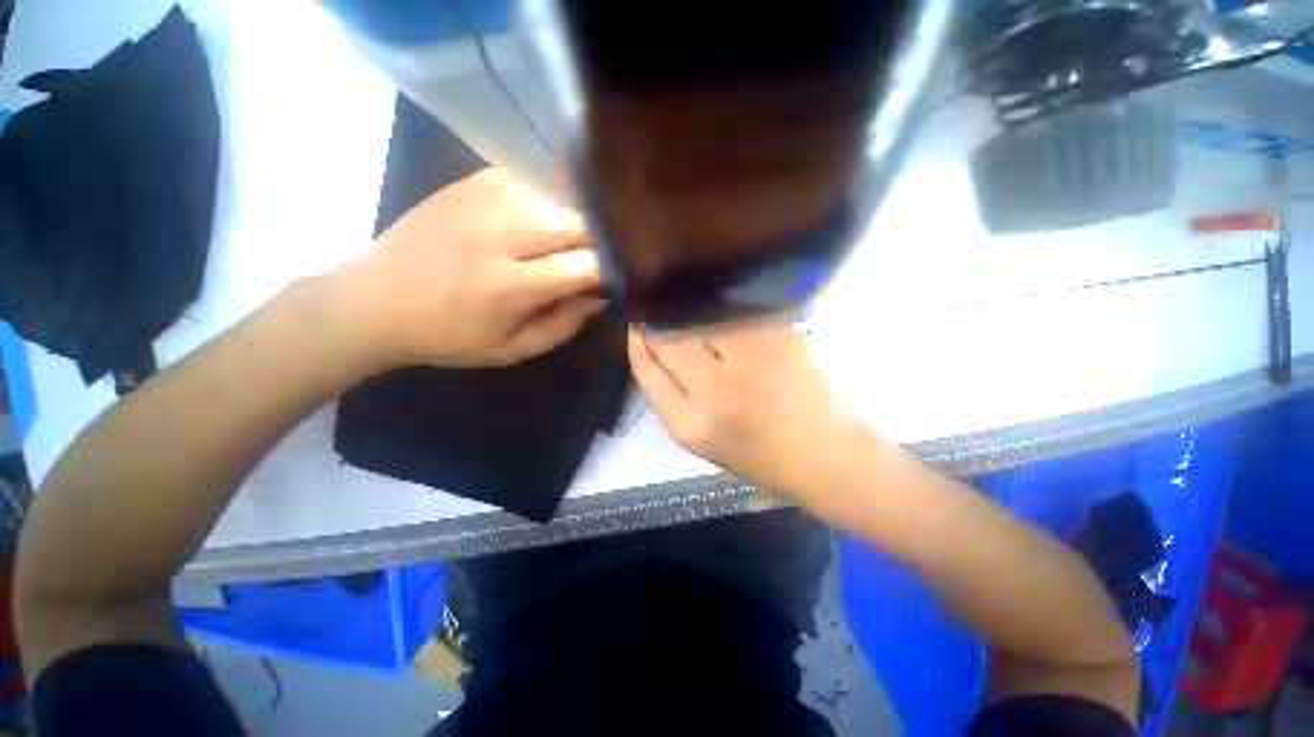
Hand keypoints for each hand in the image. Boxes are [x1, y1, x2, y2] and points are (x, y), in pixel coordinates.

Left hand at [346, 168, 603, 368]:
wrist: (376, 300)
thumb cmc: (449, 335)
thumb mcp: (513, 349)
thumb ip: (565, 325)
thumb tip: (600, 295)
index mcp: (511, 286)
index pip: (587, 265)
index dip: (609, 272)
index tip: (612, 281)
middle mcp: (501, 234)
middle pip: (579, 223)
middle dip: (598, 242)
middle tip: (594, 259)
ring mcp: (485, 199)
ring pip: (560, 197)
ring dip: (576, 220)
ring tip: (570, 241)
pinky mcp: (473, 180)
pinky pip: (532, 180)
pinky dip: (549, 199)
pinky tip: (543, 218)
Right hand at [628, 323, 869, 498]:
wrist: (821, 452)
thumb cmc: (752, 452)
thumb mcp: (694, 437)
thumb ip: (663, 392)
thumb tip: (643, 342)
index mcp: (691, 423)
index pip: (646, 366)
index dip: (637, 341)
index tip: (637, 324)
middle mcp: (718, 388)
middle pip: (670, 336)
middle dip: (658, 321)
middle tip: (661, 315)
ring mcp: (753, 358)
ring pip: (700, 317)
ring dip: (689, 310)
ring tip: (692, 312)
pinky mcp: (781, 336)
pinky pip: (735, 311)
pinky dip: (722, 310)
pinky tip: (725, 317)